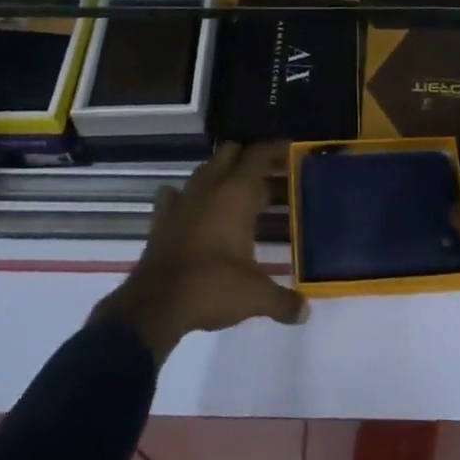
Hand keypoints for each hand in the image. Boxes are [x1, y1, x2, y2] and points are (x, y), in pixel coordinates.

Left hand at [93, 141, 307, 363]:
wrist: (154, 306)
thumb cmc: (210, 287)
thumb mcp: (254, 296)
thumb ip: (283, 301)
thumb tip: (306, 311)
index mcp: (236, 194)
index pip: (258, 155)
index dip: (276, 149)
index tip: (292, 150)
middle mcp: (209, 188)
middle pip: (230, 153)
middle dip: (249, 158)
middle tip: (270, 174)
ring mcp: (182, 201)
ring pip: (204, 170)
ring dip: (221, 173)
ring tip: (238, 192)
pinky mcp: (161, 219)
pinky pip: (175, 195)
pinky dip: (188, 196)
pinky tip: (194, 208)